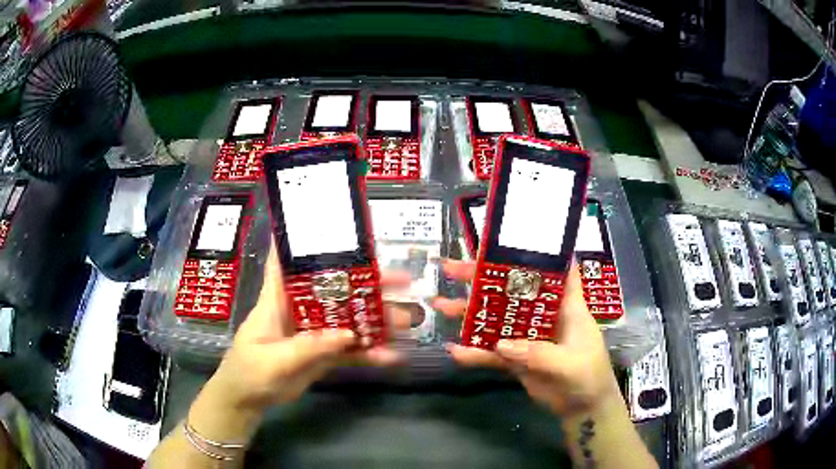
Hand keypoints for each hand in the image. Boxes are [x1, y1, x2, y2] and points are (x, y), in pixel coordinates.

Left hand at [210, 244, 409, 411]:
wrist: (247, 400)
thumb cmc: (248, 372)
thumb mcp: (273, 360)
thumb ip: (308, 348)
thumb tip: (347, 335)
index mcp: (279, 300)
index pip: (289, 262)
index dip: (304, 242)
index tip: (333, 227)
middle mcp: (300, 310)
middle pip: (335, 290)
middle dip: (367, 284)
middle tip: (402, 281)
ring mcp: (314, 333)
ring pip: (349, 320)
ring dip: (376, 321)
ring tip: (408, 321)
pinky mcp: (323, 355)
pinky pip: (349, 351)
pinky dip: (369, 353)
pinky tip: (392, 357)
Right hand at [433, 260, 620, 416]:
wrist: (582, 409)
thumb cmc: (588, 376)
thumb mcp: (569, 363)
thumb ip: (537, 354)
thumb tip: (500, 345)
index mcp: (565, 305)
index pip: (553, 269)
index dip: (535, 251)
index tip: (506, 239)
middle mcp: (543, 315)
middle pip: (512, 290)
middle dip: (483, 279)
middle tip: (451, 269)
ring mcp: (527, 337)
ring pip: (496, 319)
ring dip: (470, 313)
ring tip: (440, 305)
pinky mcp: (516, 358)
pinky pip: (492, 352)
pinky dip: (475, 352)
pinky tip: (455, 351)